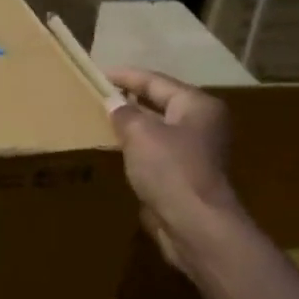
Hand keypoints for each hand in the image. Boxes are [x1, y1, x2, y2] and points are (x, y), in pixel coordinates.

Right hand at [106, 68, 241, 263]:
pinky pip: (155, 151)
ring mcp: (195, 151)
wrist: (195, 224)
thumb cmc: (170, 169)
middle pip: (159, 102)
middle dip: (128, 99)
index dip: (125, 76)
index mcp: (197, 105)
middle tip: (97, 94)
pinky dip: (136, 147)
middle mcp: (201, 123)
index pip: (155, 81)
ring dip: (131, 124)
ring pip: (156, 128)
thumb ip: (123, 113)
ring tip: (100, 118)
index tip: (97, 73)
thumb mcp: (140, 133)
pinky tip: (114, 148)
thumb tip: (113, 104)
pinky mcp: (184, 175)